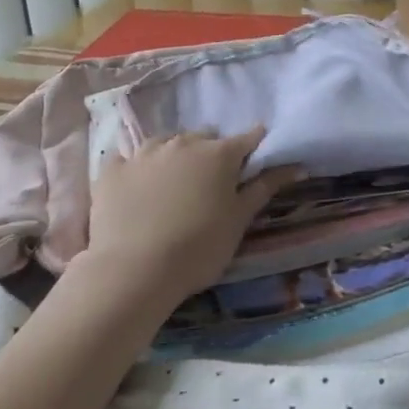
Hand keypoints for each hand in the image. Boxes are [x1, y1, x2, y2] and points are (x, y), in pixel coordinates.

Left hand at [77, 127, 302, 306]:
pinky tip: (138, 189)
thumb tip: (297, 166)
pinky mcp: (112, 170)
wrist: (133, 271)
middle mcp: (182, 143)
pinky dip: (138, 169)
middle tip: (212, 184)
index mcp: (219, 153)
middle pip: (205, 137)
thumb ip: (265, 188)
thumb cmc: (198, 247)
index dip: (256, 147)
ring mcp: (143, 154)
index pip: (248, 138)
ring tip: (175, 184)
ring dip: (176, 155)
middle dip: (212, 152)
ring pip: (166, 143)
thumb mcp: (239, 220)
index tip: (256, 161)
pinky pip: (129, 160)